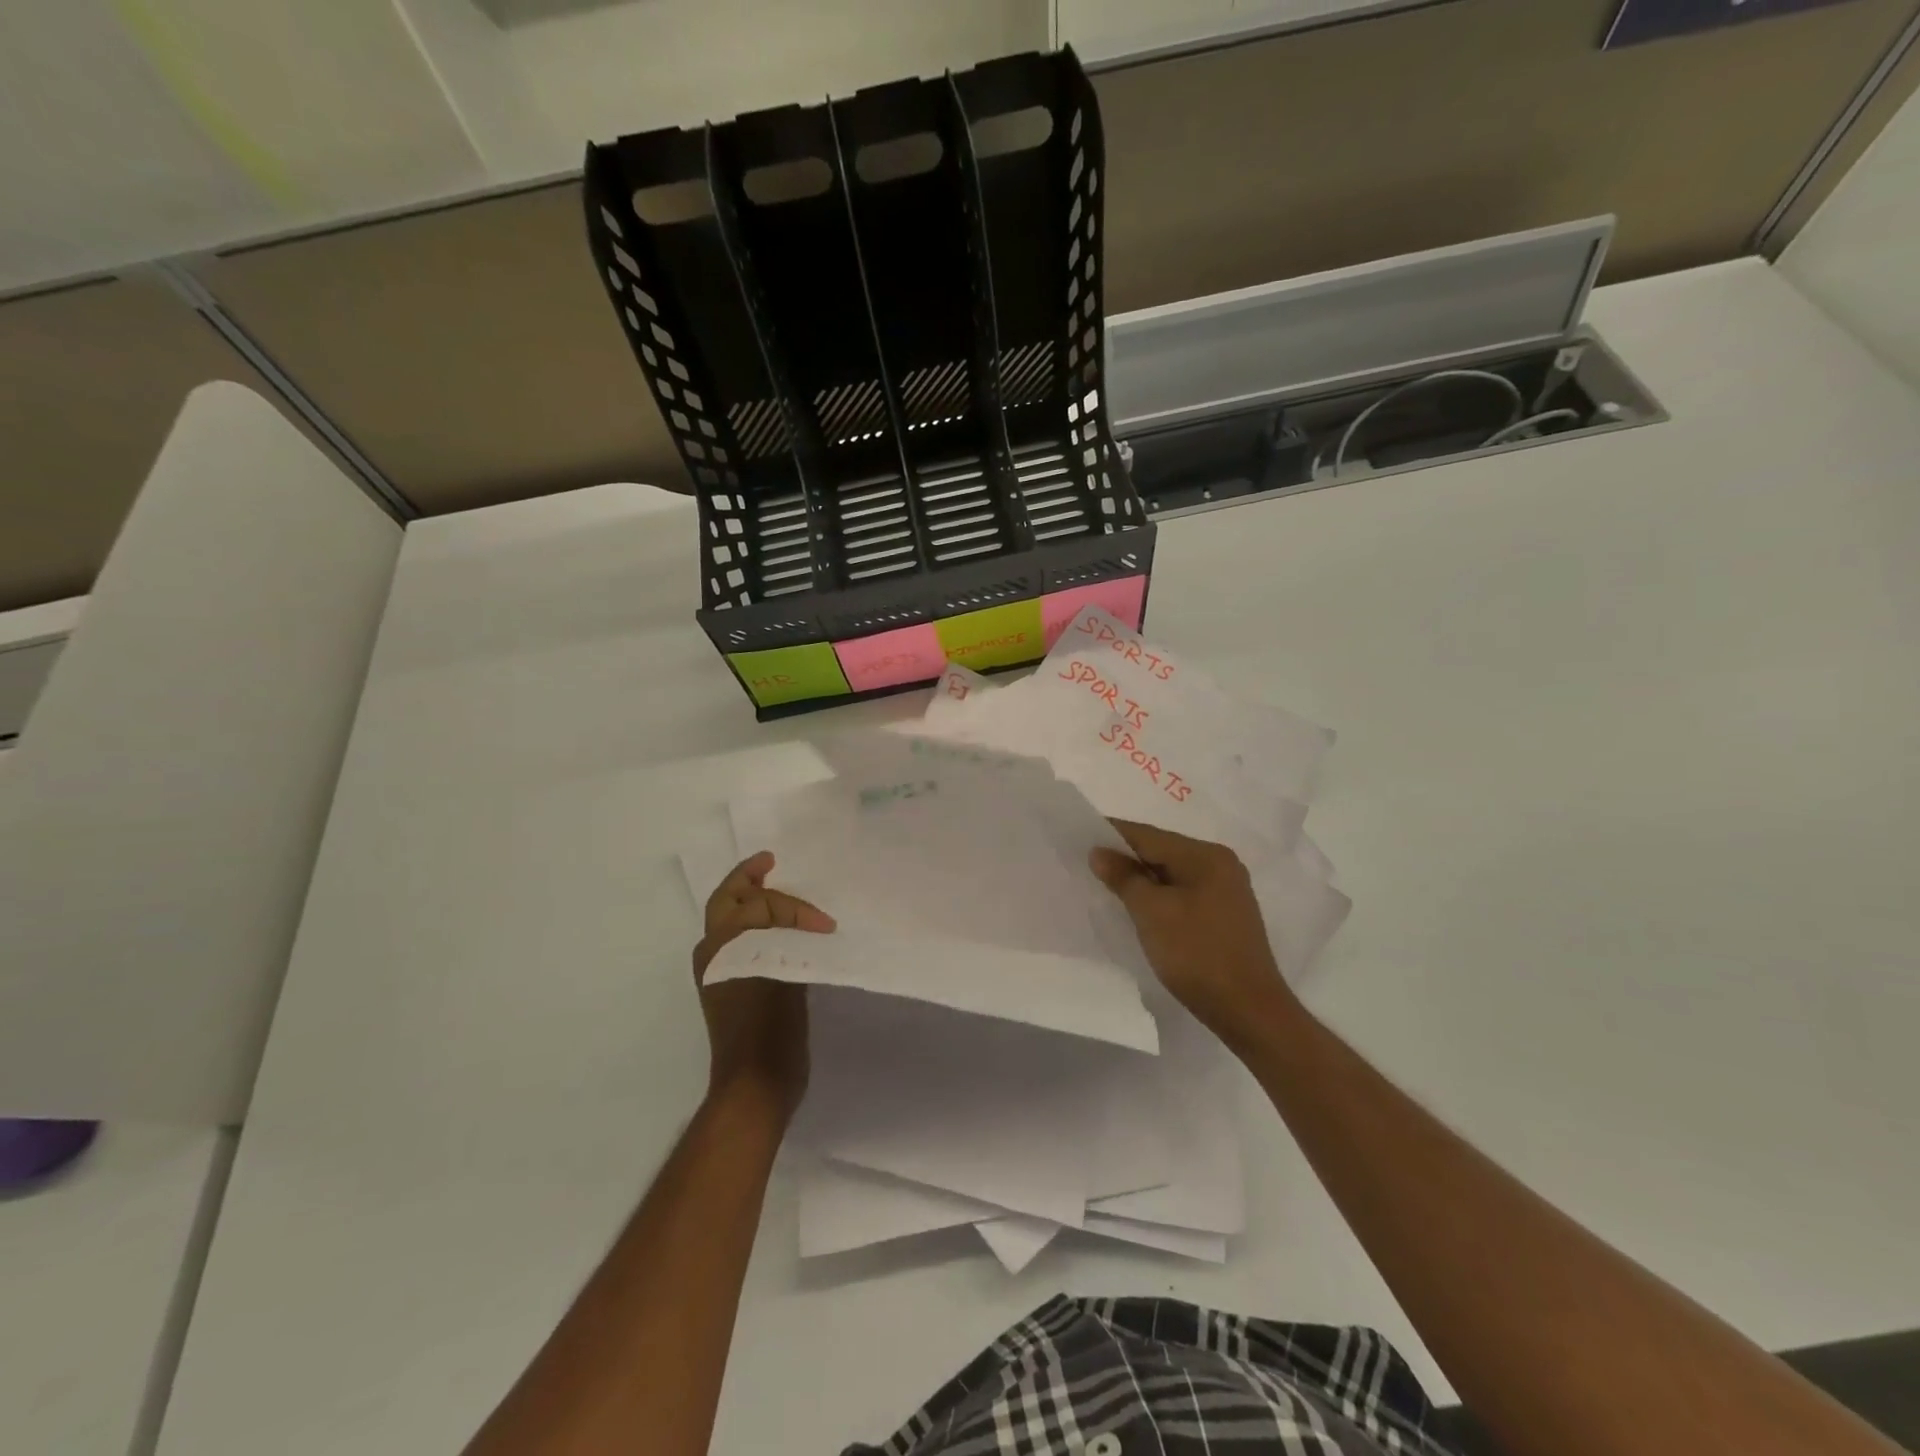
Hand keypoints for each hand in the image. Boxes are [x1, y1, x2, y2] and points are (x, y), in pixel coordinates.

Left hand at [693, 851, 835, 1113]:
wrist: (757, 1083)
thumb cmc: (768, 1026)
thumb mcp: (780, 968)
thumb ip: (783, 934)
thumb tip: (797, 922)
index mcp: (722, 945)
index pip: (758, 903)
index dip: (794, 907)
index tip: (825, 925)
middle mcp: (714, 953)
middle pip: (727, 900)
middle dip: (748, 877)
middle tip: (770, 861)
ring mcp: (721, 972)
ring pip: (730, 918)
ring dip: (750, 899)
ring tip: (774, 886)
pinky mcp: (733, 988)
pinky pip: (742, 940)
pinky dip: (758, 924)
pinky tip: (781, 929)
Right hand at [1090, 820, 1296, 1040]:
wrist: (1248, 1011)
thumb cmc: (1197, 954)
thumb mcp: (1152, 912)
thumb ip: (1124, 877)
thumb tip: (1099, 852)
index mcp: (1206, 856)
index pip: (1148, 835)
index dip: (1112, 834)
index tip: (1079, 837)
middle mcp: (1220, 864)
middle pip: (1162, 850)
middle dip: (1125, 857)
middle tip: (1087, 864)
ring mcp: (1226, 890)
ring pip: (1172, 873)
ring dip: (1141, 878)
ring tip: (1107, 885)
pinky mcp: (1225, 914)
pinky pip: (1183, 891)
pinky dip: (1159, 894)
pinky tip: (1139, 906)